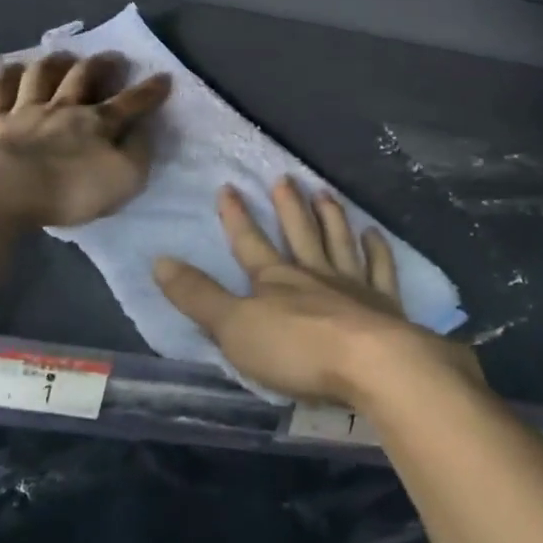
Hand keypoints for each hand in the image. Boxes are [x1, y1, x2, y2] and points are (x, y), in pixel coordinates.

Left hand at [0, 51, 171, 226]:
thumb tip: (143, 130)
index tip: (164, 77)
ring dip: (54, 62)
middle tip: (111, 56)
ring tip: (62, 55)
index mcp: (99, 124)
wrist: (8, 189)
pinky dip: (6, 76)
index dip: (149, 91)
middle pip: (83, 77)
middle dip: (100, 64)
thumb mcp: (124, 179)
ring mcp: (25, 110)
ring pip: (41, 76)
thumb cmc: (72, 190)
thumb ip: (137, 153)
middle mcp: (64, 108)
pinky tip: (10, 69)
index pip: (131, 103)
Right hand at [153, 178, 472, 406]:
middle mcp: (314, 274)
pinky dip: (377, 249)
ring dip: (330, 216)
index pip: (249, 243)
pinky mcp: (383, 304)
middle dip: (288, 206)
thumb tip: (158, 260)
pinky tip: (374, 233)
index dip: (236, 217)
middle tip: (285, 178)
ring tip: (324, 192)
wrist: (369, 364)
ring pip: (338, 241)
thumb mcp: (233, 327)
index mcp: (275, 280)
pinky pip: (380, 268)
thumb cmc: (296, 350)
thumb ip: (198, 296)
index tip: (228, 187)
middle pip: (298, 233)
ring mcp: (352, 285)